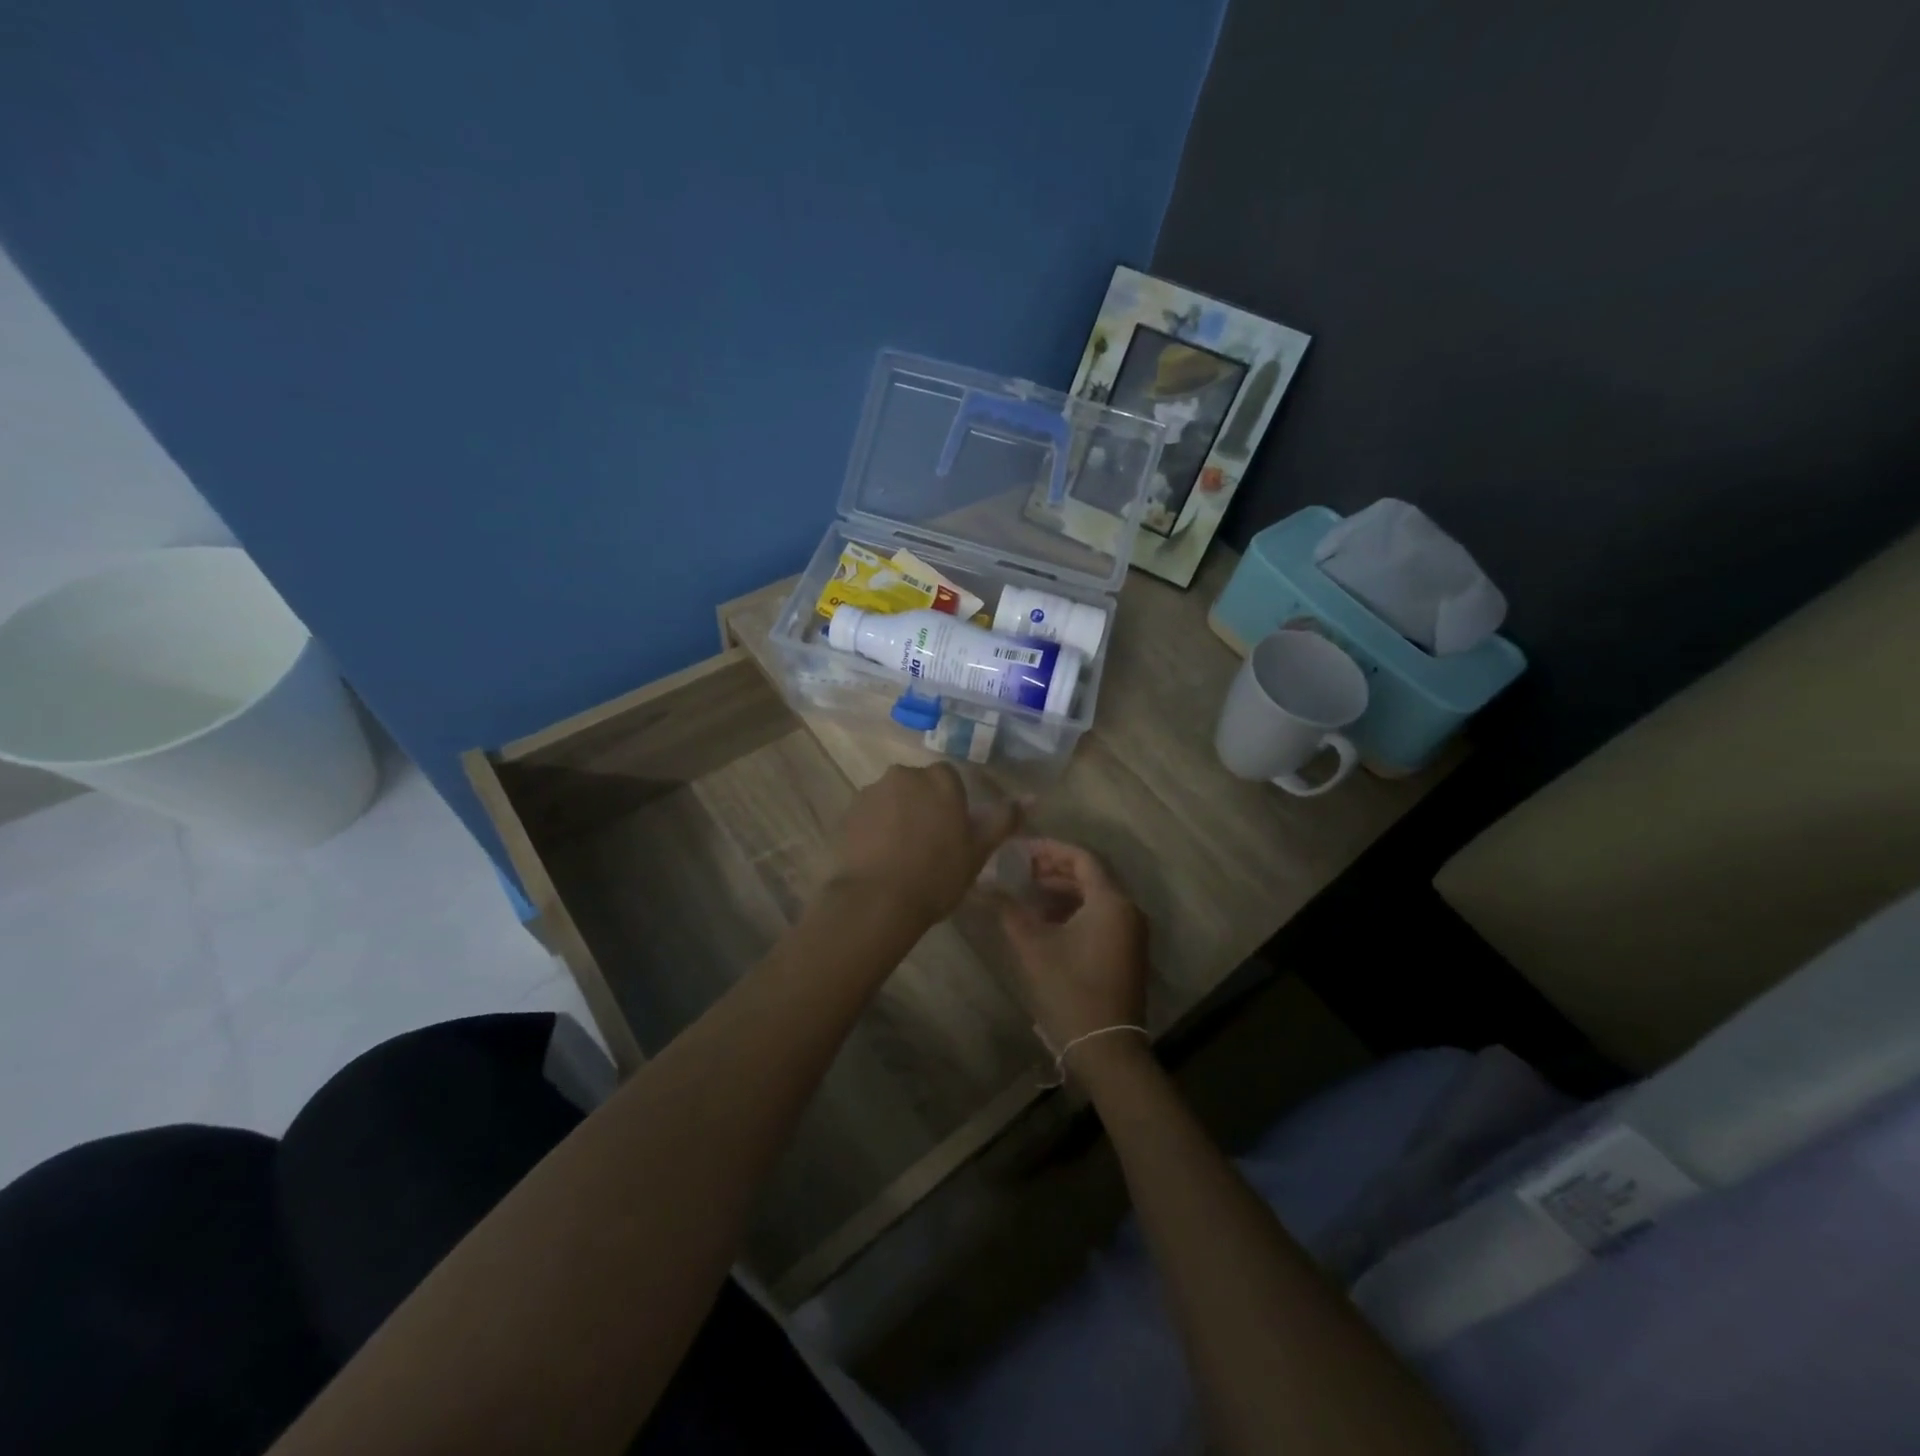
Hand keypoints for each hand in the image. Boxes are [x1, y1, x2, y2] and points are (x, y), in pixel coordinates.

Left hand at [833, 763, 1020, 928]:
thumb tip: (1030, 797)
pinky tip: (879, 859)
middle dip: (923, 805)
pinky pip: (868, 816)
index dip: (952, 804)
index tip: (953, 833)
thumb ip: (1003, 820)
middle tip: (929, 844)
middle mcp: (903, 775)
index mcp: (939, 779)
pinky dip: (874, 830)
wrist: (876, 900)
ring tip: (901, 856)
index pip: (950, 778)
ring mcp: (870, 792)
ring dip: (897, 817)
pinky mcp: (846, 813)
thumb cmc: (937, 874)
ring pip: (891, 799)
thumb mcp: (979, 850)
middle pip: (918, 785)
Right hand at [1000, 840, 1149, 1055]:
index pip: (1081, 858)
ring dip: (1062, 891)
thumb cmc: (1070, 989)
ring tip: (1027, 893)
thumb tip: (984, 886)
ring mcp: (1130, 932)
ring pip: (1094, 897)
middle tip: (1019, 869)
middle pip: (1089, 875)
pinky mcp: (1127, 951)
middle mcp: (1127, 910)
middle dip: (1053, 869)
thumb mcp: (1033, 946)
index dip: (1049, 849)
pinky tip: (1046, 920)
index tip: (1020, 850)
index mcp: (1111, 901)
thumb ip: (1009, 910)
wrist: (1106, 1048)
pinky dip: (1074, 910)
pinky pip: (1100, 916)